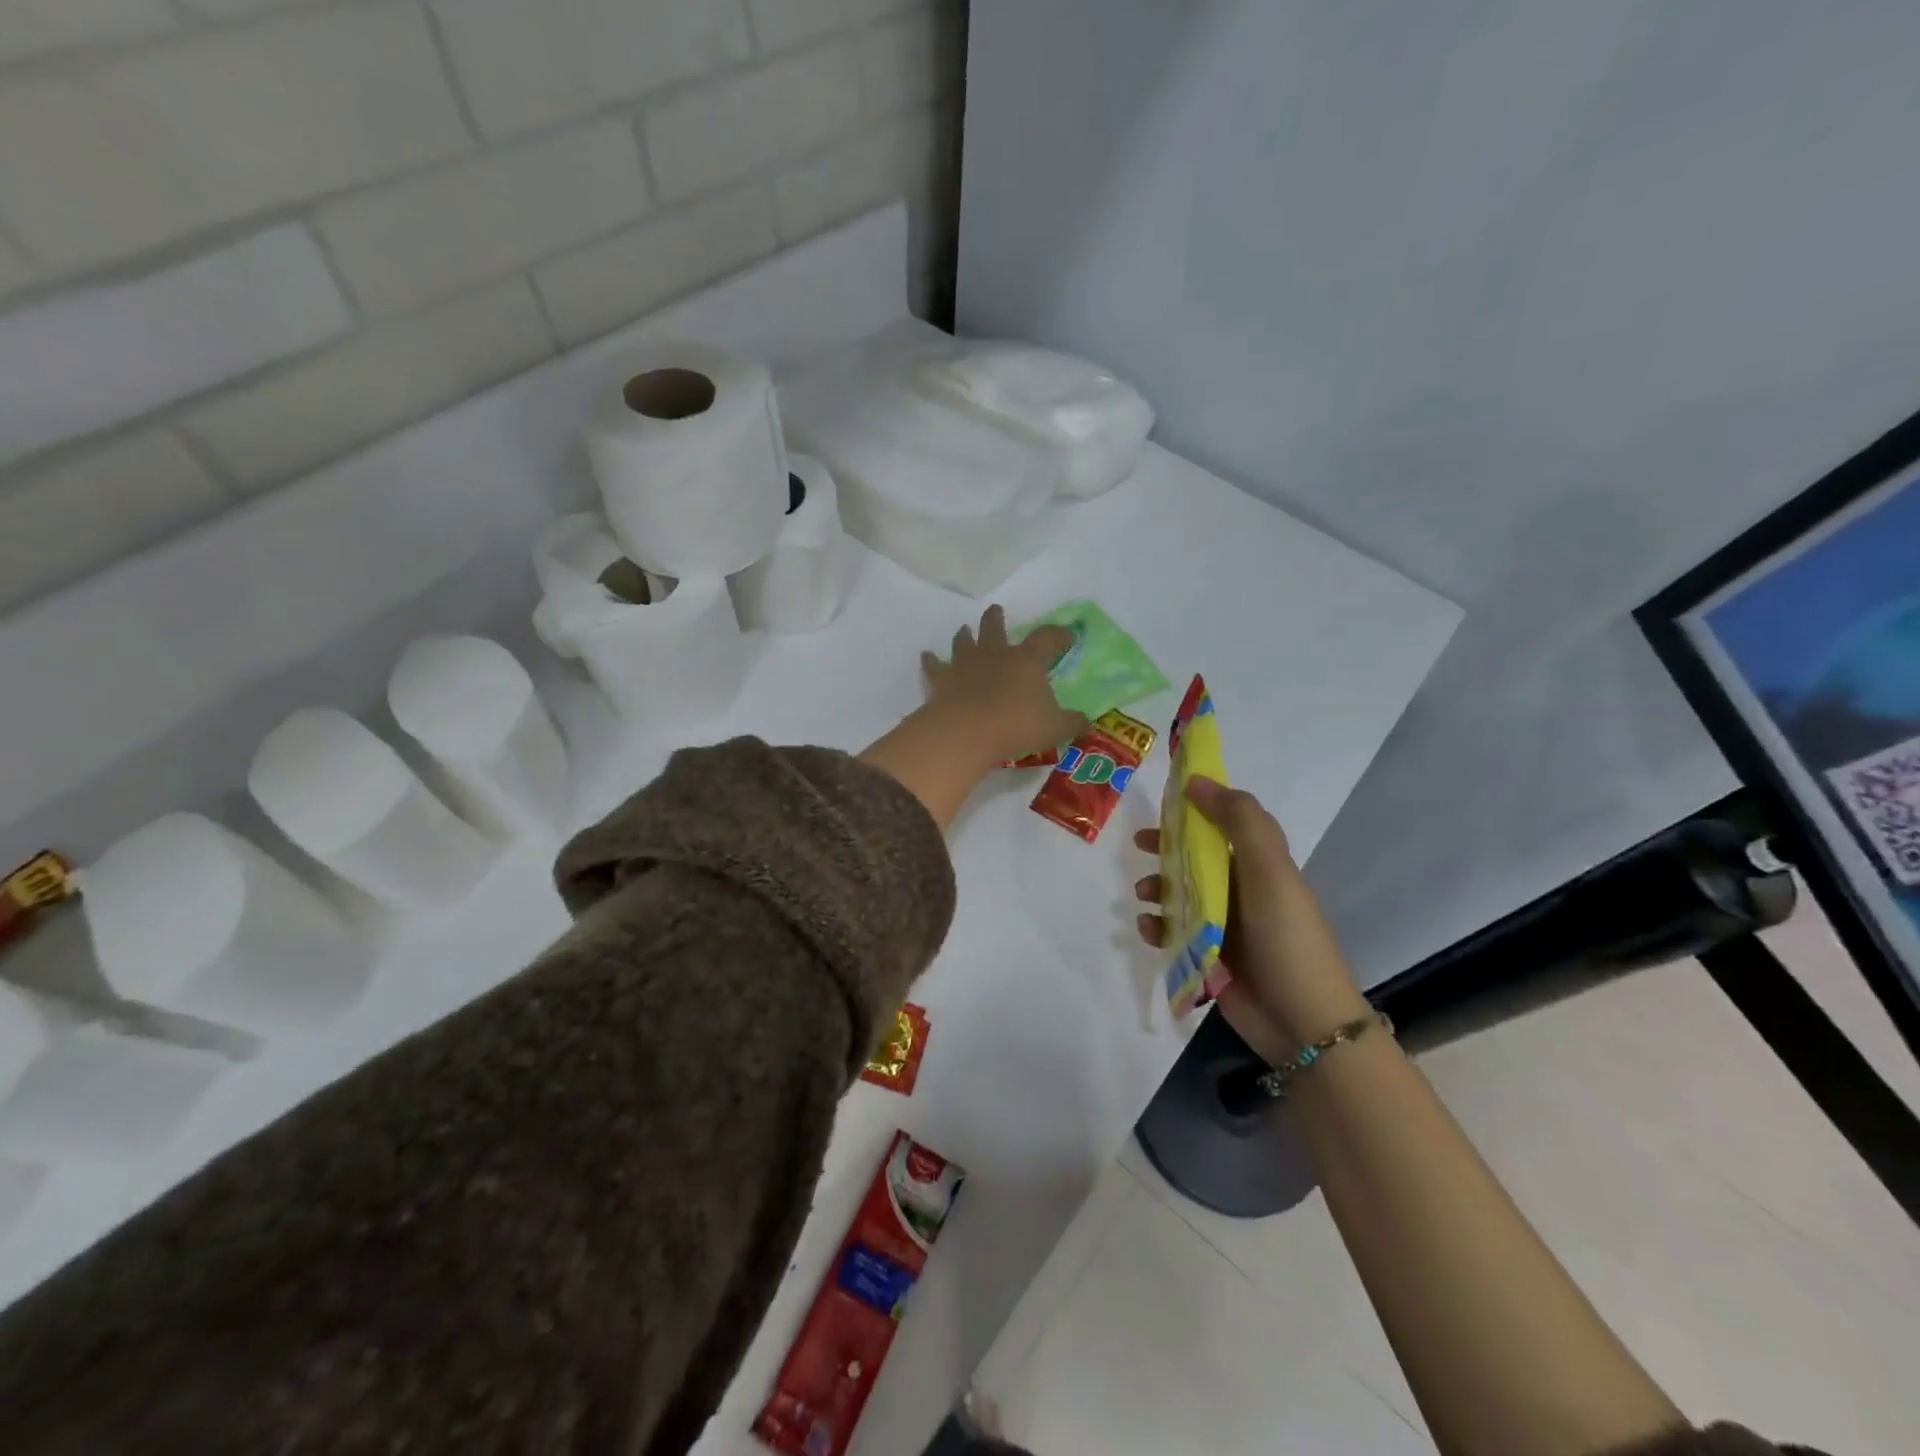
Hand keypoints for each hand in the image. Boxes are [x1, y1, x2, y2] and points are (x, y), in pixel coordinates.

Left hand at [919, 605, 1086, 765]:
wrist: (967, 731)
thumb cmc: (1017, 726)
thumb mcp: (1055, 728)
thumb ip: (1072, 722)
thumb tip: (1086, 721)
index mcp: (1027, 661)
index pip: (1047, 639)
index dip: (1058, 635)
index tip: (1066, 635)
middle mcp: (995, 655)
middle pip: (995, 628)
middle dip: (996, 619)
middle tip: (996, 610)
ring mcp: (965, 665)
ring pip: (964, 642)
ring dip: (965, 636)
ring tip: (964, 630)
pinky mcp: (941, 681)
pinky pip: (934, 666)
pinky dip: (930, 661)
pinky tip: (926, 656)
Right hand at [1133, 777, 1365, 1062]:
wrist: (1302, 1022)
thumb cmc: (1287, 938)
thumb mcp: (1270, 871)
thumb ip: (1240, 821)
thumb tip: (1198, 781)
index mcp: (1260, 866)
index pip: (1226, 824)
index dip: (1197, 809)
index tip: (1165, 802)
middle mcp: (1242, 890)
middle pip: (1197, 857)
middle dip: (1167, 848)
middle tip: (1139, 845)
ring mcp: (1224, 926)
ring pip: (1180, 894)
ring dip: (1158, 888)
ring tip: (1144, 895)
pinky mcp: (1209, 957)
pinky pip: (1174, 932)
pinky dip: (1158, 927)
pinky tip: (1148, 930)